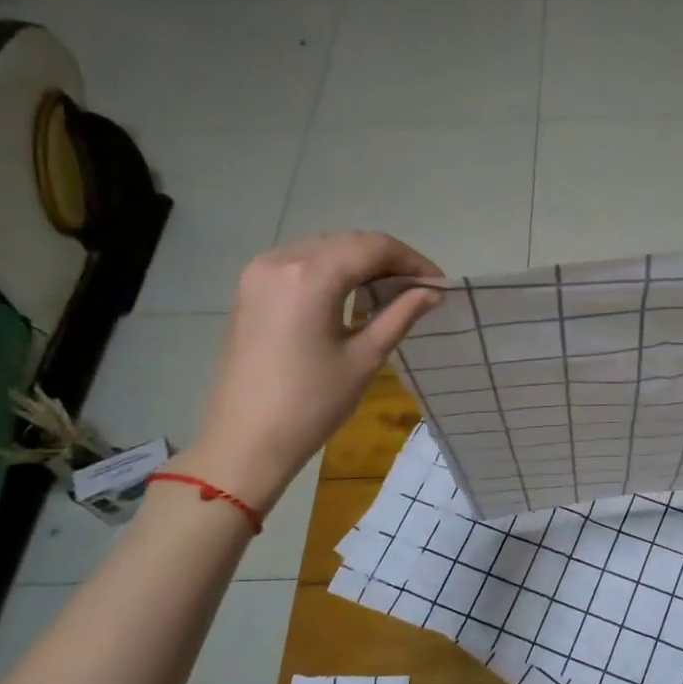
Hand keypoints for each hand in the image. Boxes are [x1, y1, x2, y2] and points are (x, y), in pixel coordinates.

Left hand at [181, 232, 443, 513]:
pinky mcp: (250, 289)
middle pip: (348, 243)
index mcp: (310, 276)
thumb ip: (401, 315)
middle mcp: (281, 261)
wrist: (245, 440)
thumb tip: (433, 291)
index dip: (411, 260)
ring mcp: (259, 273)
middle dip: (387, 260)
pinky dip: (332, 272)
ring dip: (360, 264)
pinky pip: (300, 264)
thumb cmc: (311, 403)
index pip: (373, 247)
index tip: (437, 283)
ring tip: (390, 294)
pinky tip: (352, 298)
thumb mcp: (365, 358)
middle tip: (419, 289)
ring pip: (324, 250)